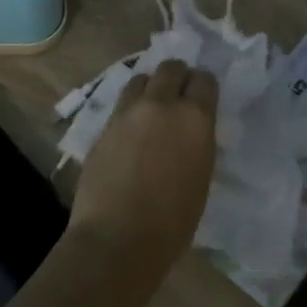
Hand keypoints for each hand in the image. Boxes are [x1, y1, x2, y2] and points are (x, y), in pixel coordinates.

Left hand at [67, 60, 218, 260]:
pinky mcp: (102, 128)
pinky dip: (129, 110)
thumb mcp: (201, 176)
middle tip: (178, 94)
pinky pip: (120, 106)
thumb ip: (196, 143)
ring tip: (151, 108)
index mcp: (195, 118)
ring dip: (149, 88)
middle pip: (170, 68)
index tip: (203, 96)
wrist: (118, 237)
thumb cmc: (173, 221)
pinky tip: (130, 132)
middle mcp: (160, 105)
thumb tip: (190, 133)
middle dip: (177, 76)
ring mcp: (127, 114)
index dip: (204, 85)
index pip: (204, 80)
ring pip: (140, 80)